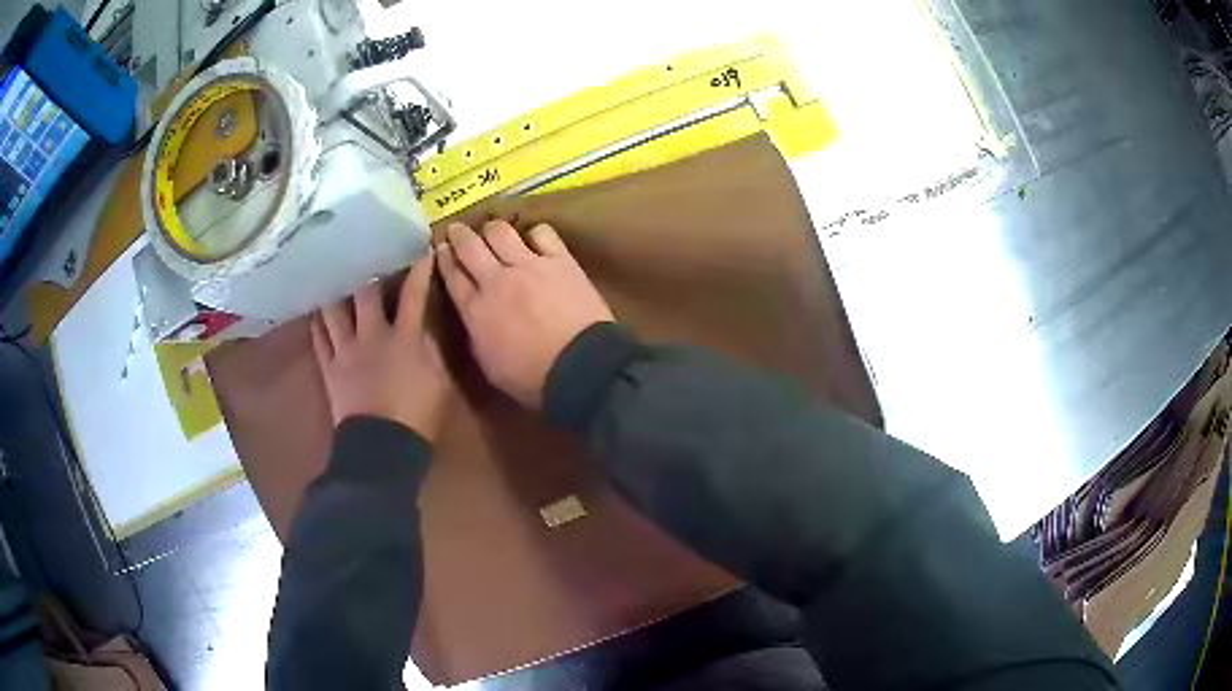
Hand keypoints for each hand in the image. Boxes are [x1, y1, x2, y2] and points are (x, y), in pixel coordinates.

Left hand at [312, 253, 451, 441]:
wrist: (381, 448)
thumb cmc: (417, 416)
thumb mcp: (440, 383)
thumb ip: (432, 351)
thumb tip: (425, 329)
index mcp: (403, 338)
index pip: (413, 295)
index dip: (418, 271)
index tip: (422, 251)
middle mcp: (371, 335)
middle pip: (365, 293)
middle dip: (368, 271)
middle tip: (366, 255)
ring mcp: (345, 351)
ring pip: (334, 310)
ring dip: (336, 291)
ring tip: (333, 276)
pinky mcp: (329, 368)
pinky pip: (319, 338)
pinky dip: (318, 322)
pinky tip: (317, 311)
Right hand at [437, 220, 613, 408]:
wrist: (580, 367)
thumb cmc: (532, 378)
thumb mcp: (489, 366)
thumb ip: (477, 336)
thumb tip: (474, 319)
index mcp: (476, 310)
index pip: (453, 276)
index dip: (444, 258)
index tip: (441, 248)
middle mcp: (496, 280)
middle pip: (470, 246)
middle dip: (459, 234)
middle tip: (457, 230)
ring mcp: (529, 266)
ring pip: (501, 232)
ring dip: (492, 229)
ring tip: (492, 231)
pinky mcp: (560, 261)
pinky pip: (542, 234)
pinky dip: (535, 234)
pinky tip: (535, 240)